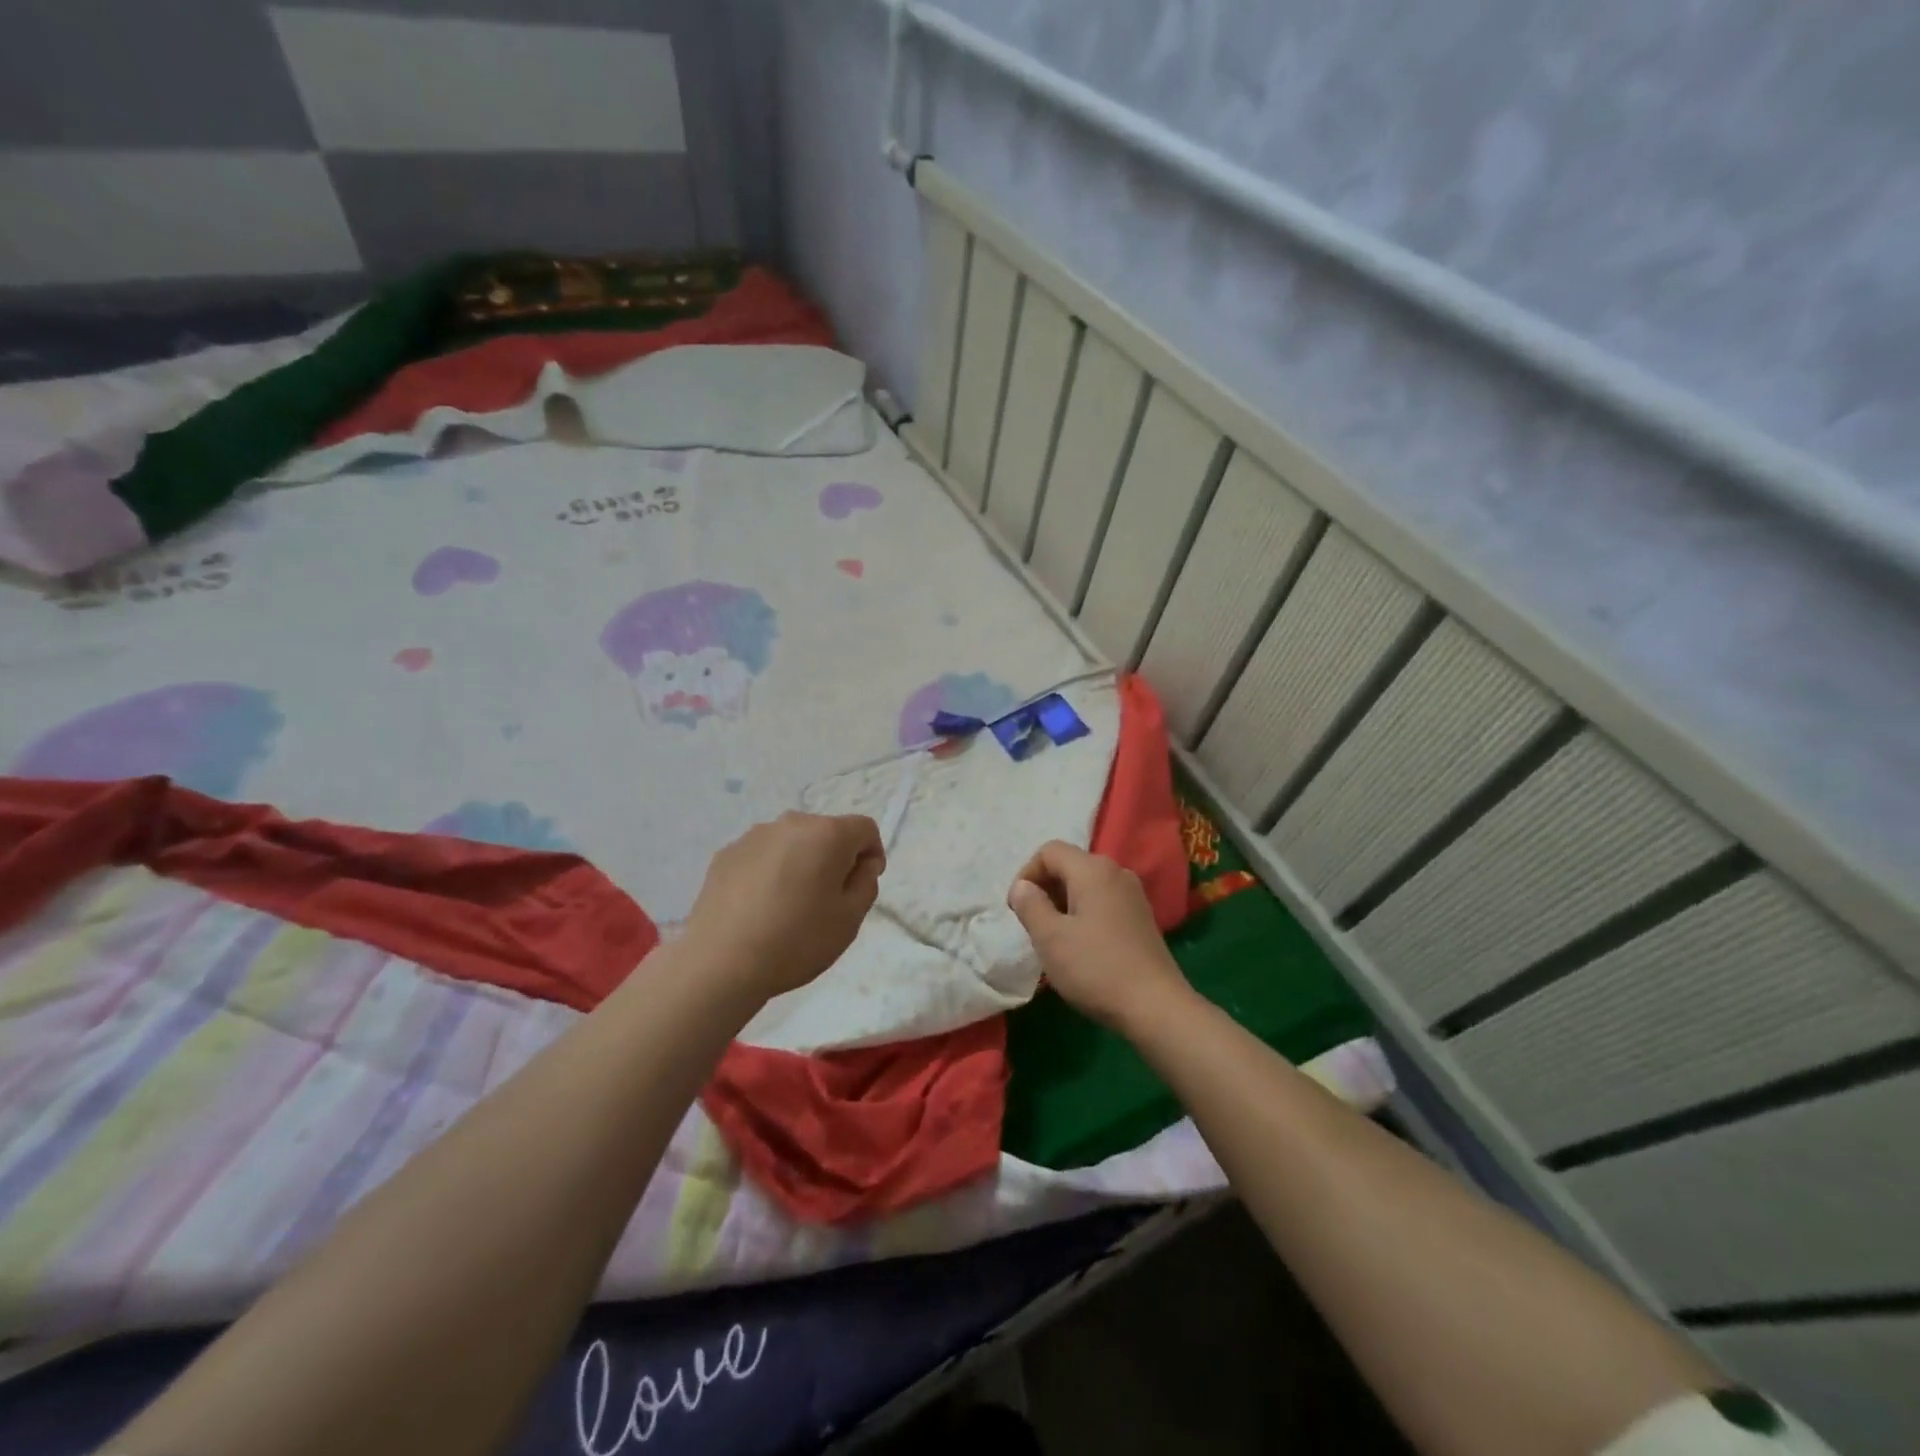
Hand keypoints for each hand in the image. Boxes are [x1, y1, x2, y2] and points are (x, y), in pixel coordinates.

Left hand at [682, 812, 884, 1001]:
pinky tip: (759, 907)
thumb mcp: (850, 919)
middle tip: (827, 900)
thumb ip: (866, 883)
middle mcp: (791, 823)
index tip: (862, 886)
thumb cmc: (796, 941)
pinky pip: (762, 856)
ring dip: (800, 863)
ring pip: (792, 843)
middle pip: (826, 832)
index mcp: (827, 834)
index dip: (871, 855)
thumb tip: (861, 864)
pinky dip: (769, 872)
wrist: (720, 962)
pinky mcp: (726, 854)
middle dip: (834, 858)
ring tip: (789, 905)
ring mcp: (753, 836)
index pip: (864, 829)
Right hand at [1007, 841, 1190, 1033]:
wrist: (1155, 1007)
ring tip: (1053, 937)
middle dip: (1044, 888)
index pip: (1050, 851)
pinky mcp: (1141, 917)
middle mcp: (1116, 872)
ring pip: (1086, 885)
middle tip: (1032, 924)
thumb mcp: (1050, 938)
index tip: (1017, 909)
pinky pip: (1103, 901)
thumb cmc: (1096, 968)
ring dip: (1063, 903)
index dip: (1027, 873)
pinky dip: (1083, 913)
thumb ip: (1030, 905)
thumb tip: (1022, 886)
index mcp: (1093, 870)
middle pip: (1069, 865)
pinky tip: (1080, 946)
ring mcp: (1133, 895)